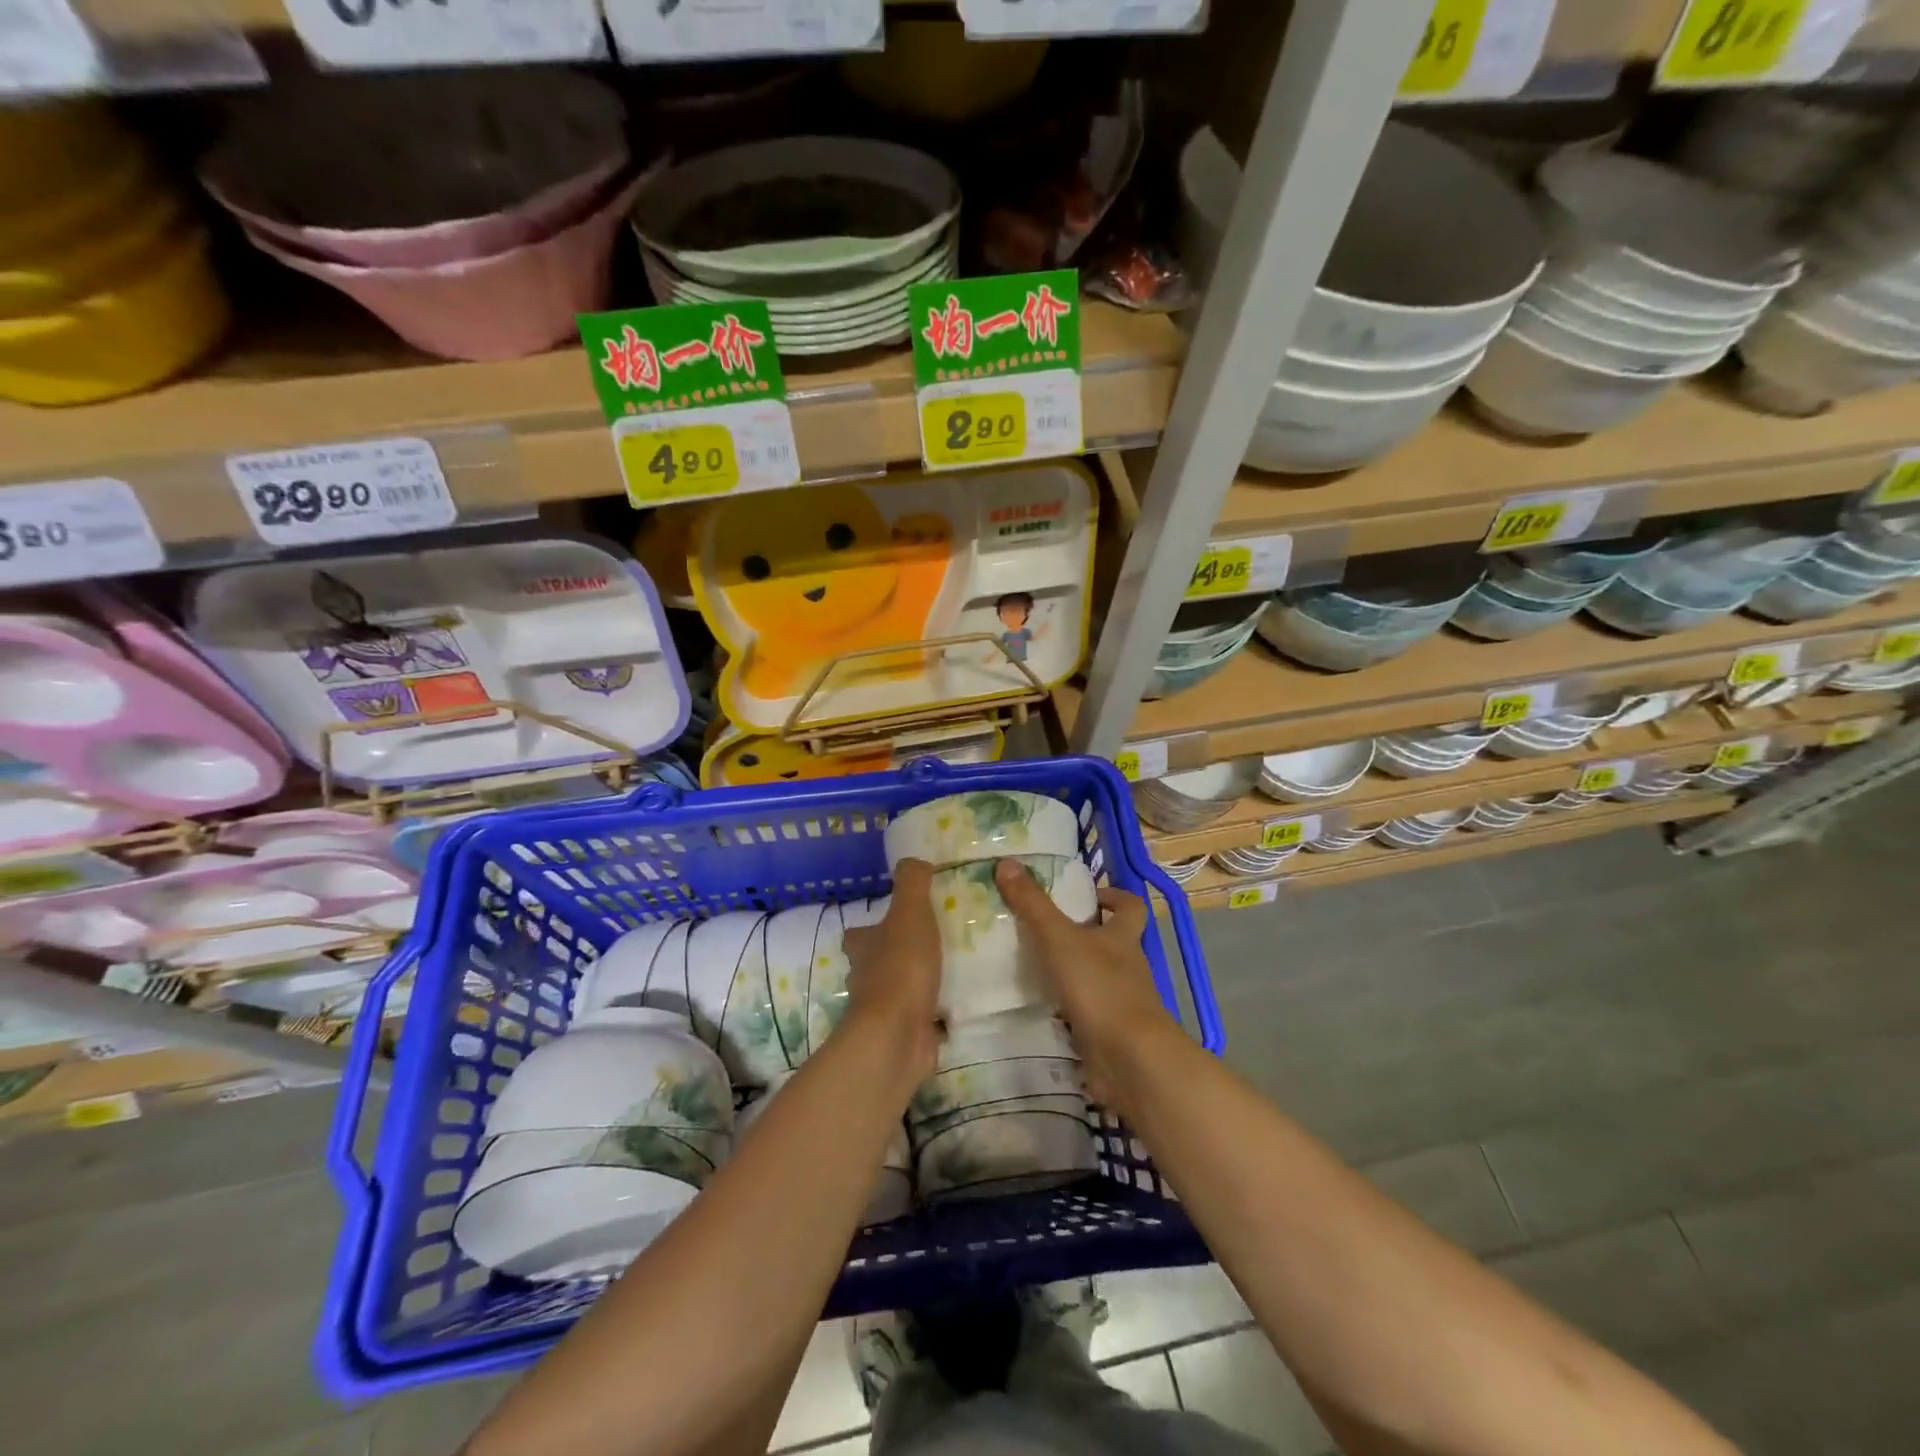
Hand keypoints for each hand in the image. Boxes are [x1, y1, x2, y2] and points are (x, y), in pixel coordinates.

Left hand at [842, 858, 943, 1087]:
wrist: (898, 1035)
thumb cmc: (901, 967)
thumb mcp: (909, 912)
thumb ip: (912, 882)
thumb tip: (914, 860)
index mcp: (863, 946)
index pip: (860, 932)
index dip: (873, 925)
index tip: (897, 919)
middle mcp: (866, 978)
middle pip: (877, 961)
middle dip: (897, 953)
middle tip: (933, 942)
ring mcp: (883, 1010)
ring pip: (899, 989)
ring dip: (917, 982)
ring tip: (952, 968)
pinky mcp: (904, 1034)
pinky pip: (921, 1018)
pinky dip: (934, 1013)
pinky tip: (957, 1004)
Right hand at [993, 859, 1176, 1105]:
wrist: (1129, 1059)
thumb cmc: (1100, 988)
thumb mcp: (1060, 939)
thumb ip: (1033, 905)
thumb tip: (1006, 862)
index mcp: (1123, 938)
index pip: (1131, 908)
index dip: (1115, 896)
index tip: (1089, 894)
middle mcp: (1128, 967)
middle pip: (1112, 942)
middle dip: (1085, 934)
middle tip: (1044, 928)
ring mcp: (1121, 1002)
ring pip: (1098, 978)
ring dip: (1073, 972)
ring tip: (1033, 966)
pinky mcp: (1109, 1033)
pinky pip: (1087, 1013)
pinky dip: (1068, 1009)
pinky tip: (1041, 1008)